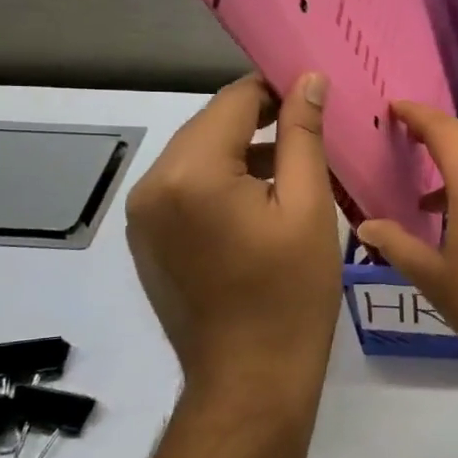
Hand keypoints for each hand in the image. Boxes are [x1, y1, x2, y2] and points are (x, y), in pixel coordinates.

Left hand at [126, 73, 341, 408]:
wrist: (250, 377)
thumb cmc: (292, 291)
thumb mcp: (310, 206)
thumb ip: (303, 135)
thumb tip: (307, 80)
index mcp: (191, 173)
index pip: (234, 101)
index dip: (277, 90)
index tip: (316, 97)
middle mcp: (152, 186)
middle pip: (211, 126)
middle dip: (260, 121)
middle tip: (312, 133)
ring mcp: (142, 217)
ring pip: (198, 157)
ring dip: (242, 154)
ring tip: (294, 172)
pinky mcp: (147, 241)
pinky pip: (186, 190)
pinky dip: (222, 183)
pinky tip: (260, 206)